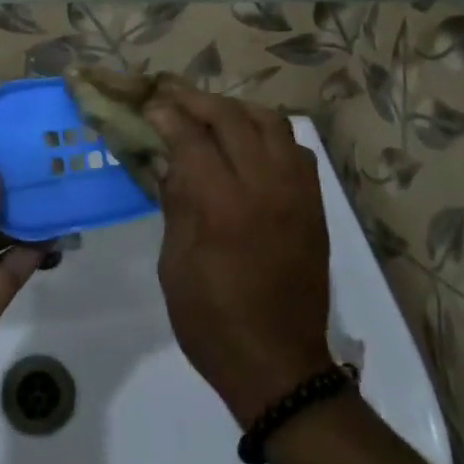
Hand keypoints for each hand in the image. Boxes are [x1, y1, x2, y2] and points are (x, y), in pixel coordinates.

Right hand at [146, 85, 333, 427]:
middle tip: (171, 96)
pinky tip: (250, 145)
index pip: (191, 137)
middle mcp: (264, 186)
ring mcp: (295, 192)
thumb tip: (167, 159)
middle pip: (231, 117)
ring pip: (270, 122)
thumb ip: (175, 203)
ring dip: (236, 109)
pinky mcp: (314, 204)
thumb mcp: (175, 265)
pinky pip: (294, 148)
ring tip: (211, 114)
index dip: (167, 115)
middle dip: (196, 100)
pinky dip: (269, 134)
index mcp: (222, 205)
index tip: (149, 106)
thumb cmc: (213, 322)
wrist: (280, 367)